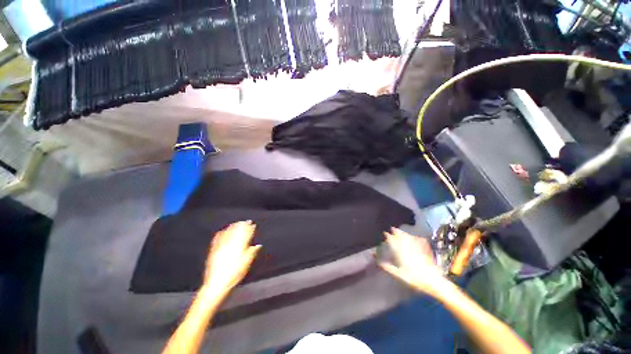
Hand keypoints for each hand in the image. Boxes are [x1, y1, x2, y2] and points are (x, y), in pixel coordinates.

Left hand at [202, 221, 260, 297]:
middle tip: (246, 221)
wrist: (217, 283)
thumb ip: (252, 252)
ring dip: (233, 227)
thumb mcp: (247, 263)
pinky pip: (218, 237)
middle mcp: (231, 243)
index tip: (253, 224)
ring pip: (228, 232)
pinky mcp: (214, 249)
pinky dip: (222, 232)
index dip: (250, 228)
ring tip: (236, 223)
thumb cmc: (235, 273)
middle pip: (237, 231)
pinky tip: (223, 230)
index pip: (246, 233)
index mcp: (240, 245)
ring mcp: (221, 245)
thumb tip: (258, 245)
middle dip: (242, 225)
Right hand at [379, 227, 447, 296]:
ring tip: (400, 230)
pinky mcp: (425, 251)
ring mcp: (417, 249)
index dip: (389, 237)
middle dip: (397, 232)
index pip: (394, 243)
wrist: (434, 281)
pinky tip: (414, 236)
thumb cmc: (416, 279)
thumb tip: (380, 263)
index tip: (385, 233)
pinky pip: (418, 241)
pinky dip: (415, 238)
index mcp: (403, 254)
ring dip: (404, 233)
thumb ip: (390, 268)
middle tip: (392, 228)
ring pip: (409, 238)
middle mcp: (409, 249)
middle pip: (402, 238)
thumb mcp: (401, 275)